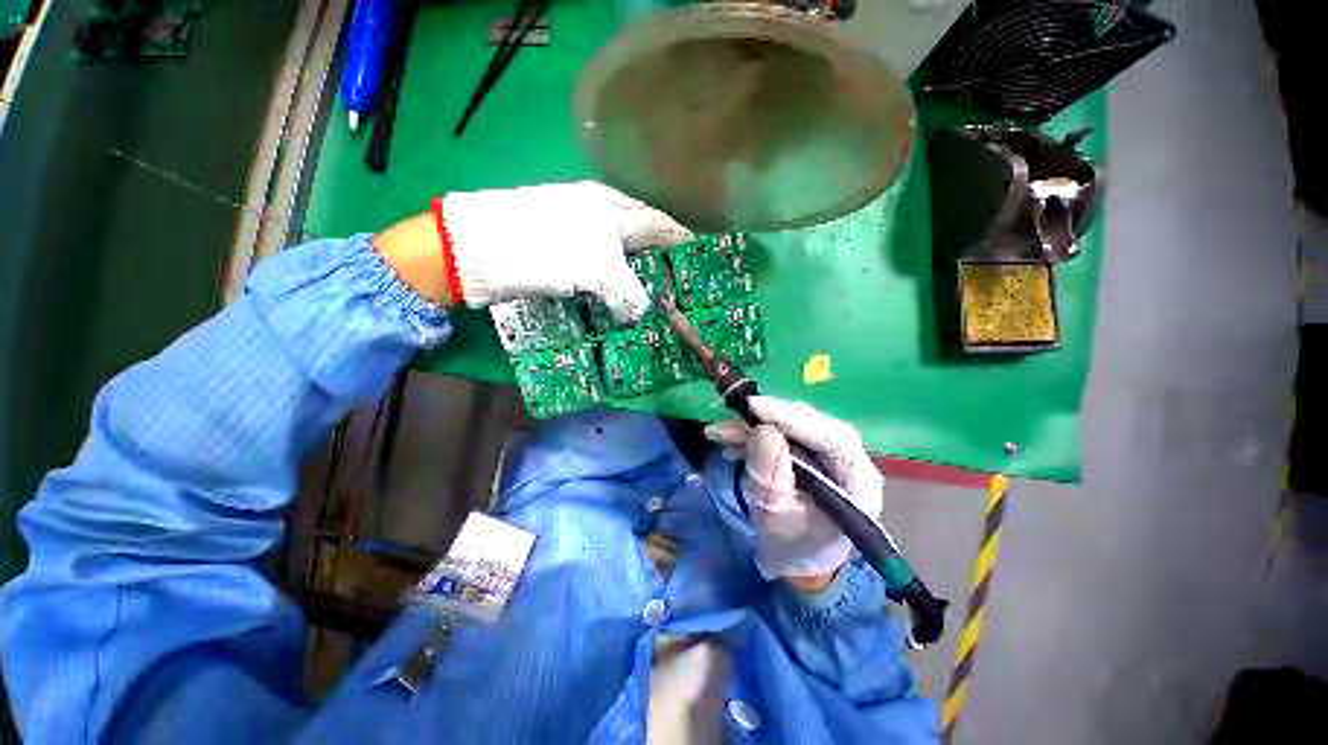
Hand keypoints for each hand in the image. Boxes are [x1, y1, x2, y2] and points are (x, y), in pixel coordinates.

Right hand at [705, 396, 883, 588]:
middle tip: (731, 417)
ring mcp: (833, 453)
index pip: (831, 439)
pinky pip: (785, 432)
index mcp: (858, 483)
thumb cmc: (792, 545)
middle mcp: (853, 460)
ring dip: (755, 425)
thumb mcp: (775, 514)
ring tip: (720, 433)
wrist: (797, 558)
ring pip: (794, 424)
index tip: (754, 407)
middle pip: (812, 424)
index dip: (792, 419)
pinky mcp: (814, 450)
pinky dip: (756, 433)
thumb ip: (770, 474)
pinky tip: (731, 441)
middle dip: (767, 419)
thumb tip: (762, 429)